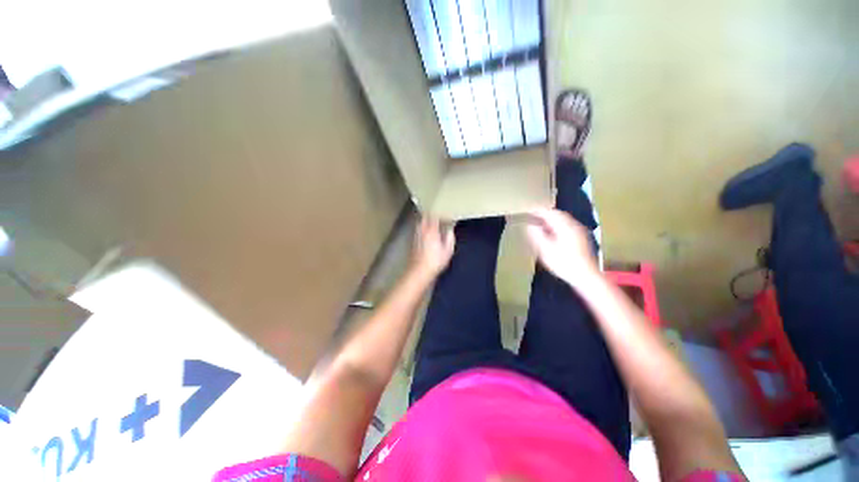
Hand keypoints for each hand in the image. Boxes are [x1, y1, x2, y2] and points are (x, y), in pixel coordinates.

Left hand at [410, 216, 455, 278]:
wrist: (419, 271)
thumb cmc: (435, 261)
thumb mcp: (448, 251)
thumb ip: (449, 238)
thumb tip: (450, 231)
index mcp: (432, 231)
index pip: (434, 218)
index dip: (438, 214)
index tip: (443, 213)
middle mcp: (422, 231)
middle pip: (424, 218)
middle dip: (429, 215)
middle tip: (436, 215)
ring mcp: (416, 236)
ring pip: (419, 224)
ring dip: (424, 221)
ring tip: (430, 222)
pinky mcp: (412, 242)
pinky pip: (417, 230)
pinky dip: (421, 228)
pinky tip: (425, 232)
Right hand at [524, 208, 598, 286]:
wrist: (586, 276)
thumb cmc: (563, 263)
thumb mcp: (545, 250)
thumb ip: (536, 235)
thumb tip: (529, 225)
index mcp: (564, 226)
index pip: (549, 213)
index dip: (538, 210)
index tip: (528, 210)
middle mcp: (573, 225)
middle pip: (558, 214)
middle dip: (545, 213)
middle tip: (533, 215)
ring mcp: (579, 231)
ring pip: (564, 219)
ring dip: (552, 219)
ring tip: (540, 223)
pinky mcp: (582, 237)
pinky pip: (568, 225)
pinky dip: (558, 224)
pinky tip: (553, 232)